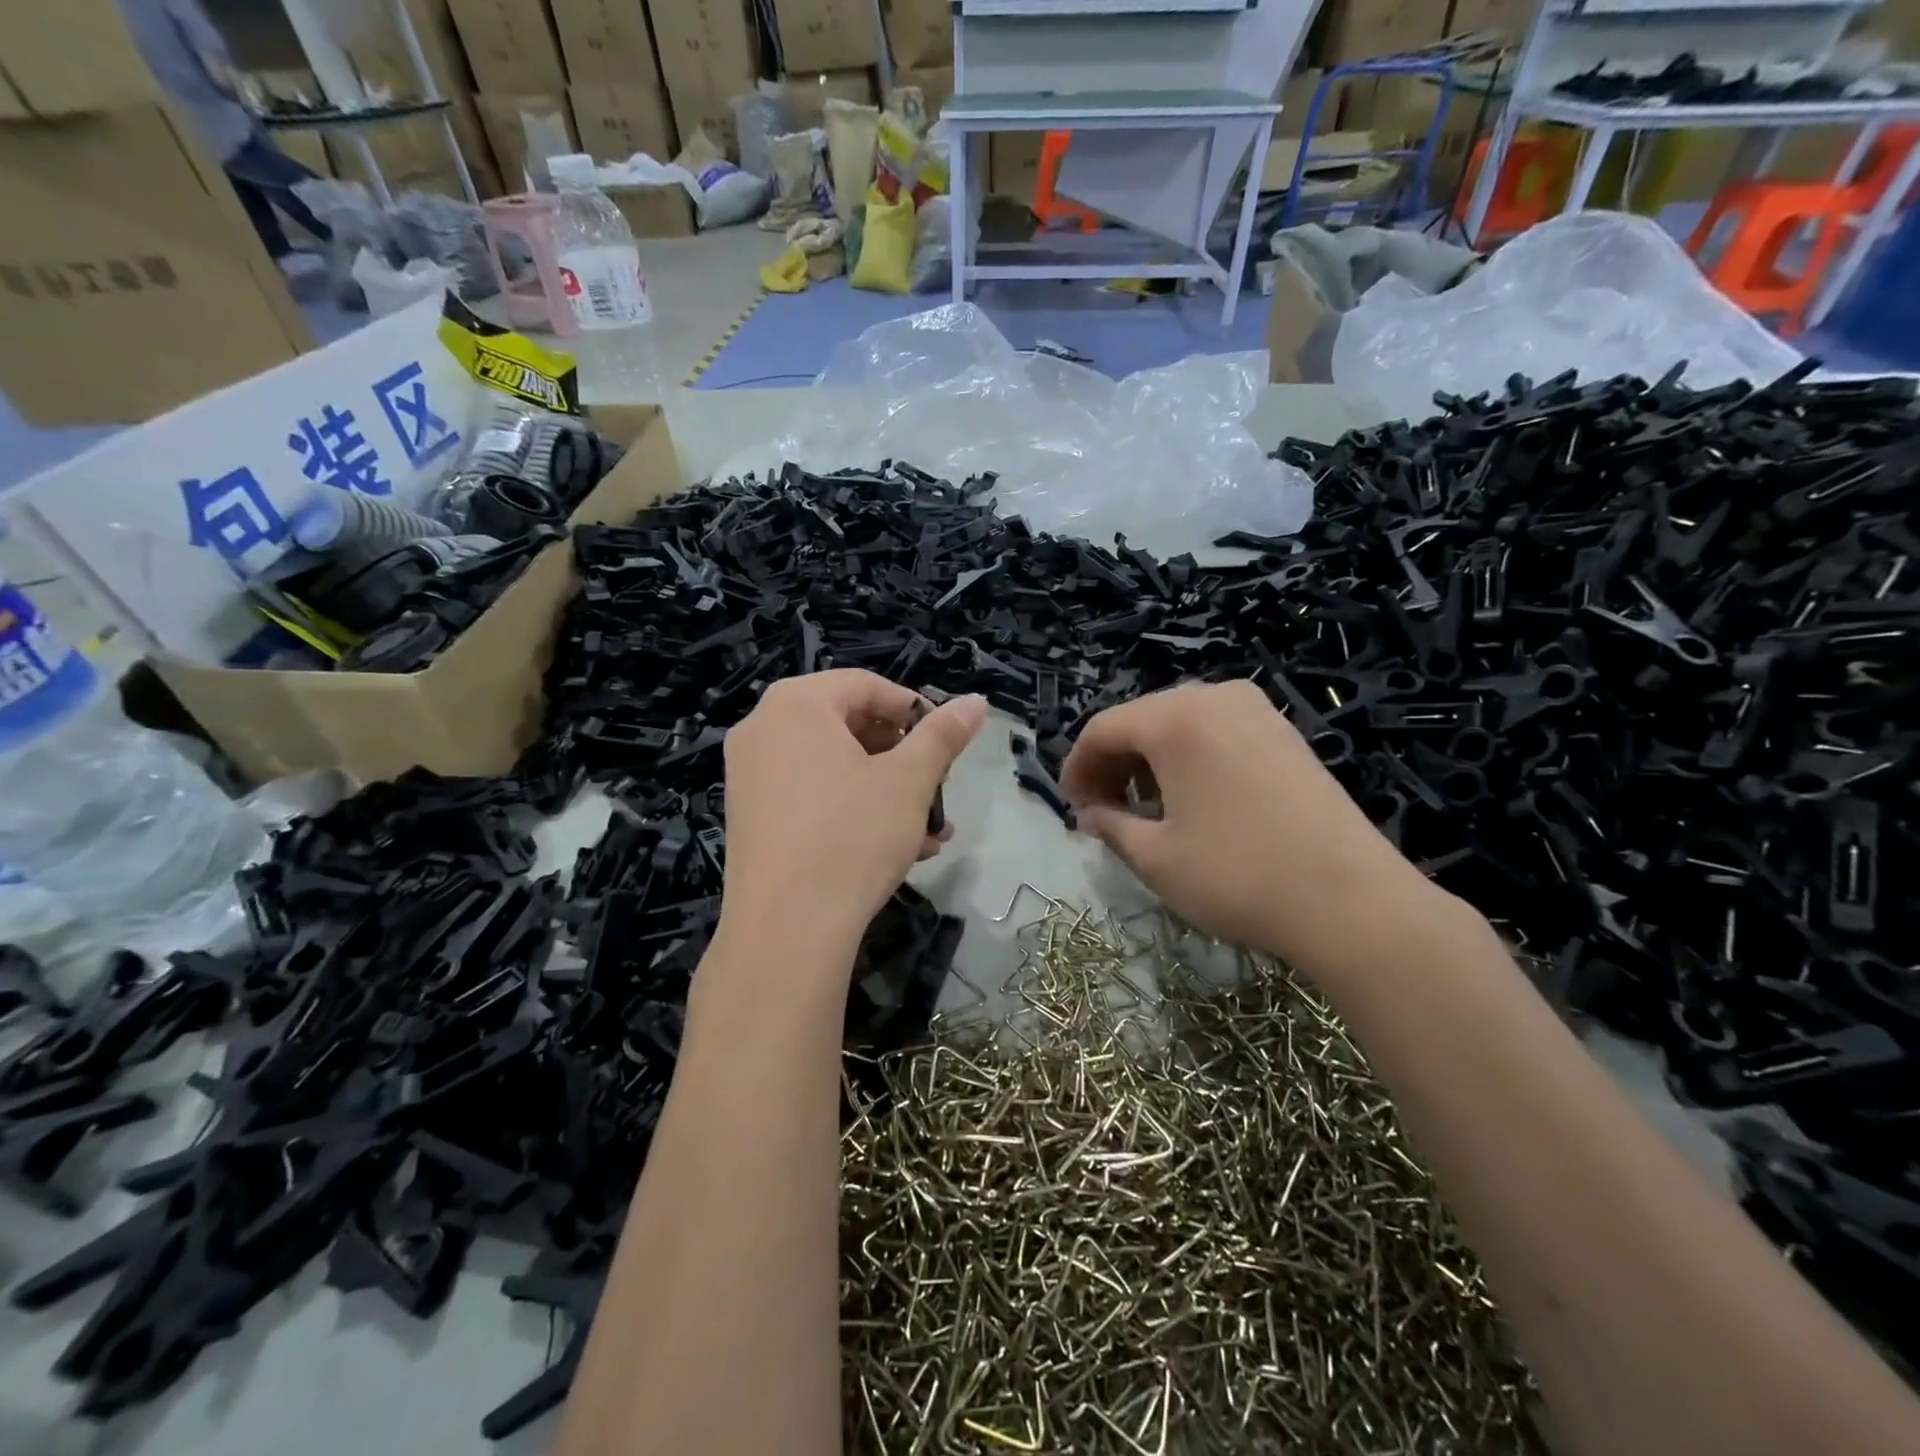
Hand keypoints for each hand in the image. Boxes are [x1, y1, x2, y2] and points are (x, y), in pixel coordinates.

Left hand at [718, 671, 986, 958]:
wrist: (786, 929)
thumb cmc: (852, 835)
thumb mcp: (909, 780)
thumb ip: (943, 735)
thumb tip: (976, 702)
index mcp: (796, 704)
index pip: (865, 685)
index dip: (913, 709)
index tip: (944, 743)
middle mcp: (763, 729)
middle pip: (848, 725)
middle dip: (902, 758)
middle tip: (937, 787)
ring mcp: (749, 776)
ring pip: (833, 768)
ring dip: (887, 792)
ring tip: (929, 830)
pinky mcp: (750, 818)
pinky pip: (811, 798)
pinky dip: (853, 812)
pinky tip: (897, 850)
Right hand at [1060, 680, 1446, 978]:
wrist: (1351, 900)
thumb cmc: (1237, 876)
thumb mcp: (1156, 858)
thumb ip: (1110, 826)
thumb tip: (1091, 815)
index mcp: (1175, 720)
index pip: (1102, 729)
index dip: (1076, 766)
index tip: (1072, 807)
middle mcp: (1214, 698)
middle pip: (1141, 720)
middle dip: (1113, 763)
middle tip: (1102, 810)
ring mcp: (1256, 711)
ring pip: (1179, 724)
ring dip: (1150, 761)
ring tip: (1145, 809)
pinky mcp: (1284, 733)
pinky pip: (1216, 732)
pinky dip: (1189, 758)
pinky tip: (1192, 799)